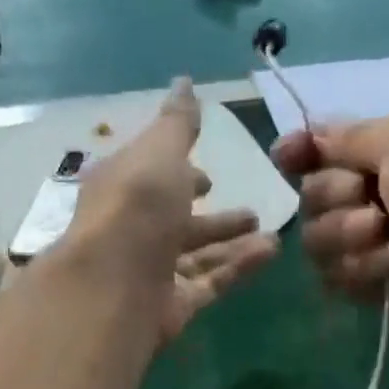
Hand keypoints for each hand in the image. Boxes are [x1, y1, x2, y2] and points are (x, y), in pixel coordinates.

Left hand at [61, 80, 277, 340]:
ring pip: (198, 256)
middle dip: (212, 217)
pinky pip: (210, 283)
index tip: (207, 176)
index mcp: (122, 189)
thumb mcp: (160, 151)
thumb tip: (184, 82)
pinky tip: (270, 252)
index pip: (151, 179)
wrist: (117, 285)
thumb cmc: (136, 206)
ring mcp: (152, 273)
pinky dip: (238, 267)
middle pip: (177, 223)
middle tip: (250, 210)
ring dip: (232, 242)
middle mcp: (134, 232)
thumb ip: (178, 124)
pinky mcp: (172, 305)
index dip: (178, 174)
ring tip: (271, 233)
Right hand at [271, 108, 388, 344]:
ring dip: (346, 235)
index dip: (302, 153)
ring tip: (387, 236)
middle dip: (332, 196)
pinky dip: (363, 269)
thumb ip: (350, 137)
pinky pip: (337, 278)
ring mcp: (379, 243)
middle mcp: (383, 194)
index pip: (329, 148)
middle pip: (314, 196)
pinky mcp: (378, 287)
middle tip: (369, 200)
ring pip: (318, 241)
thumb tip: (310, 132)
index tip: (286, 156)